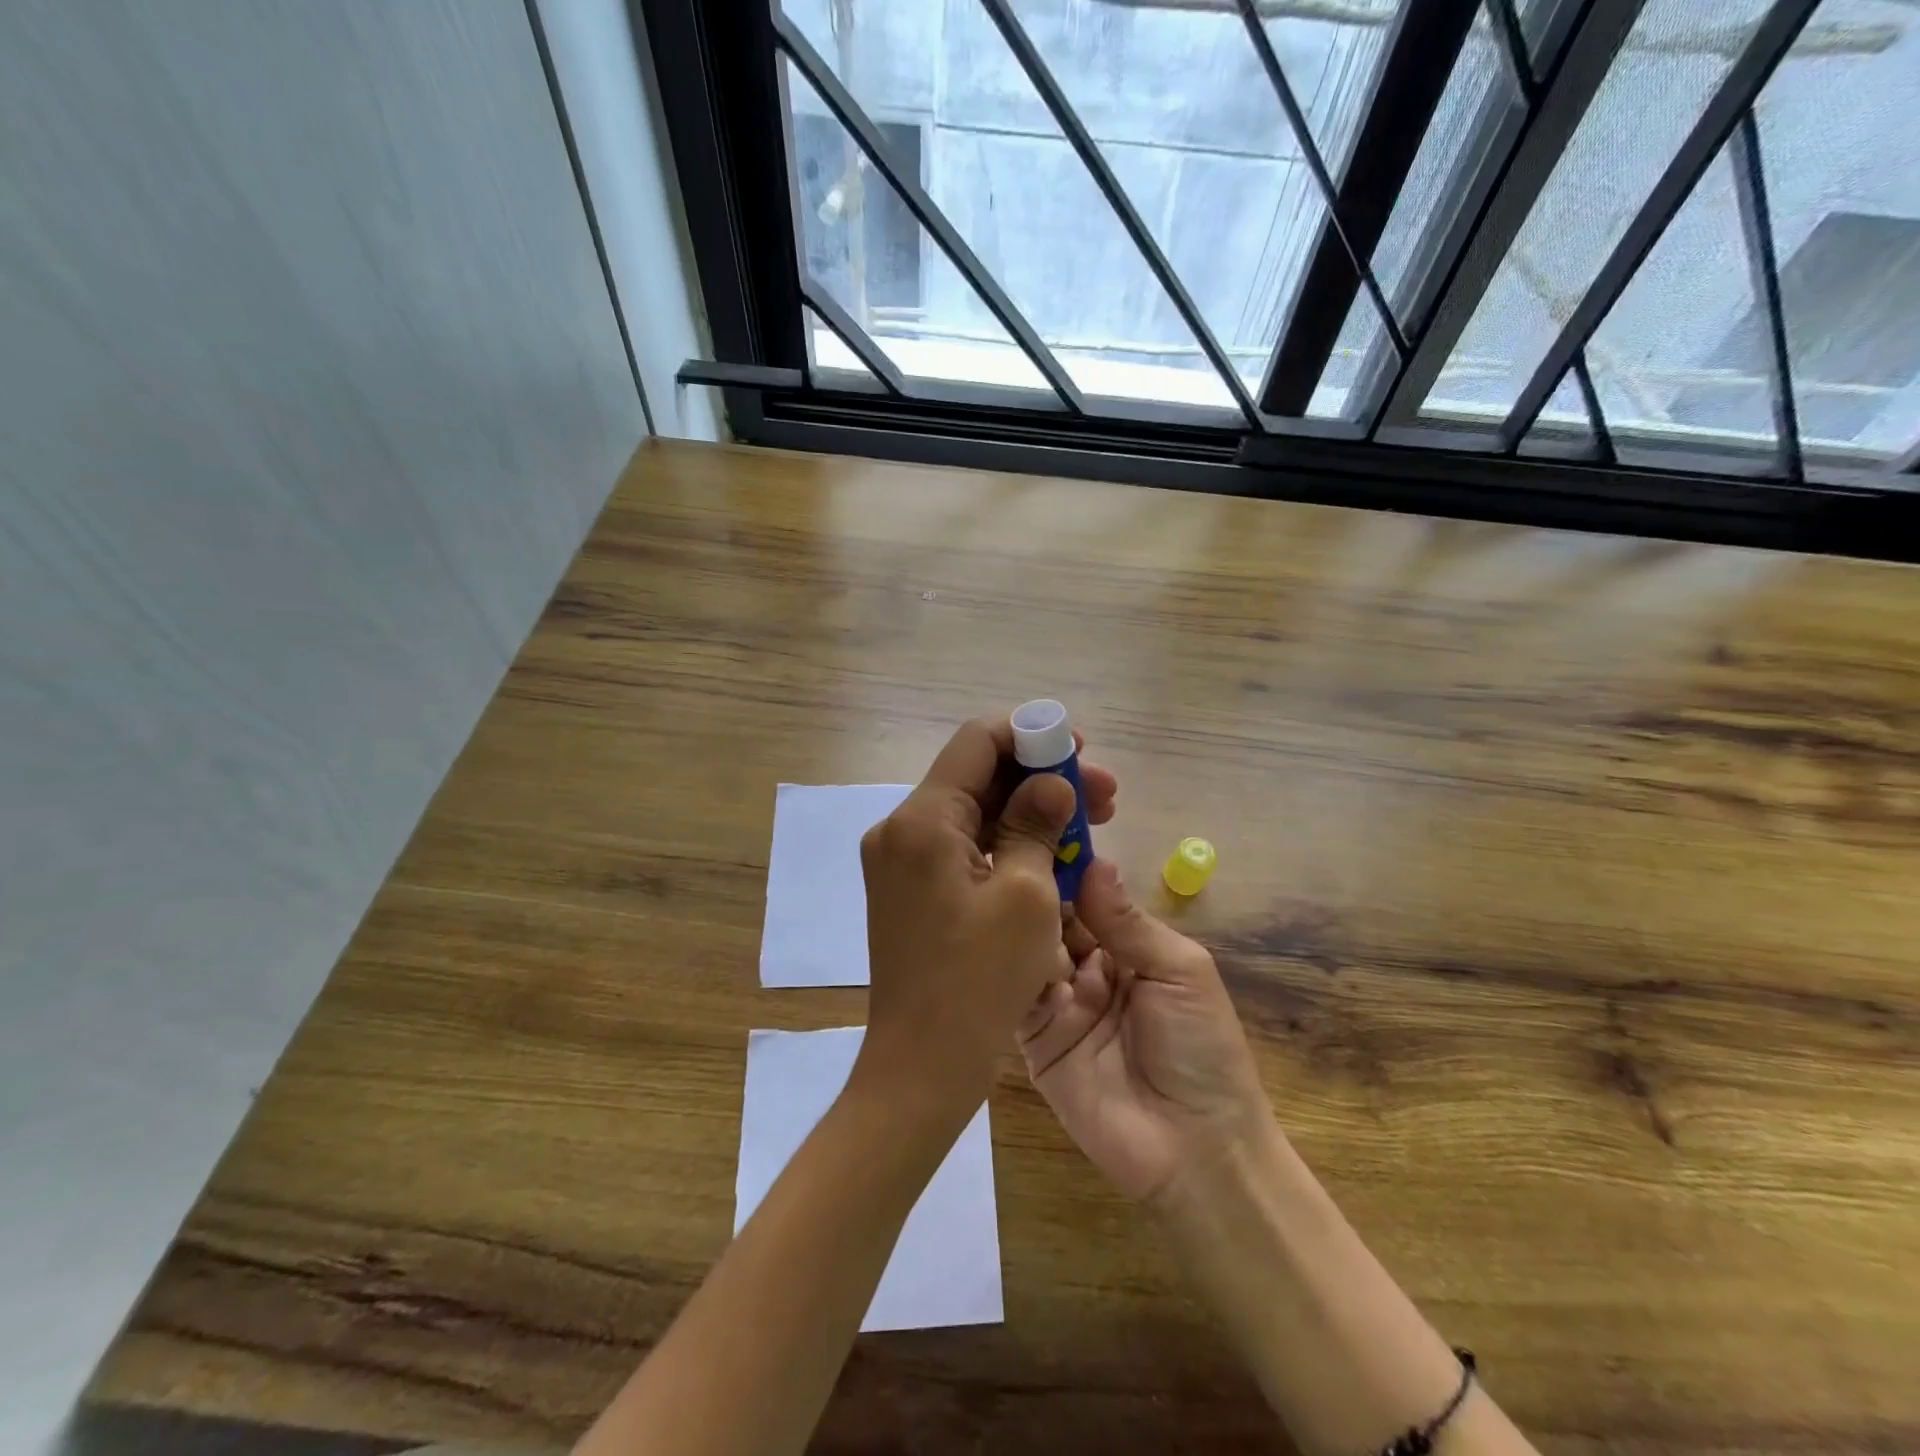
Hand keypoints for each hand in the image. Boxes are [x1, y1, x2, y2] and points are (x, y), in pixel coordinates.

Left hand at [856, 716, 1117, 1118]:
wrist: (922, 1064)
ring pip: (972, 813)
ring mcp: (900, 861)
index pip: (976, 742)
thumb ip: (1037, 825)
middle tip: (1103, 793)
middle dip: (1040, 778)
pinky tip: (1053, 854)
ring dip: (1028, 811)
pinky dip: (1005, 843)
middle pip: (976, 776)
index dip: (1031, 735)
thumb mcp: (1026, 894)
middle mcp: (900, 829)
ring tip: (1093, 823)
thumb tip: (1052, 784)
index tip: (1078, 750)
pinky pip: (962, 847)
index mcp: (921, 819)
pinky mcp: (910, 889)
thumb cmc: (979, 980)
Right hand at [1018, 859, 1272, 1202]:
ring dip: (1020, 928)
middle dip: (1034, 891)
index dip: (1065, 865)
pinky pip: (1013, 996)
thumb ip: (1129, 921)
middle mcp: (1085, 966)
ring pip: (1026, 949)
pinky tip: (995, 947)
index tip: (1035, 828)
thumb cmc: (1202, 1049)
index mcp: (1125, 945)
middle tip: (1006, 860)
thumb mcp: (1180, 971)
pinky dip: (1005, 971)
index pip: (1085, 894)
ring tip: (1004, 902)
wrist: (1196, 1150)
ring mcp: (1055, 1001)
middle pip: (1050, 917)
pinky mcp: (1032, 1038)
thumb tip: (1094, 861)